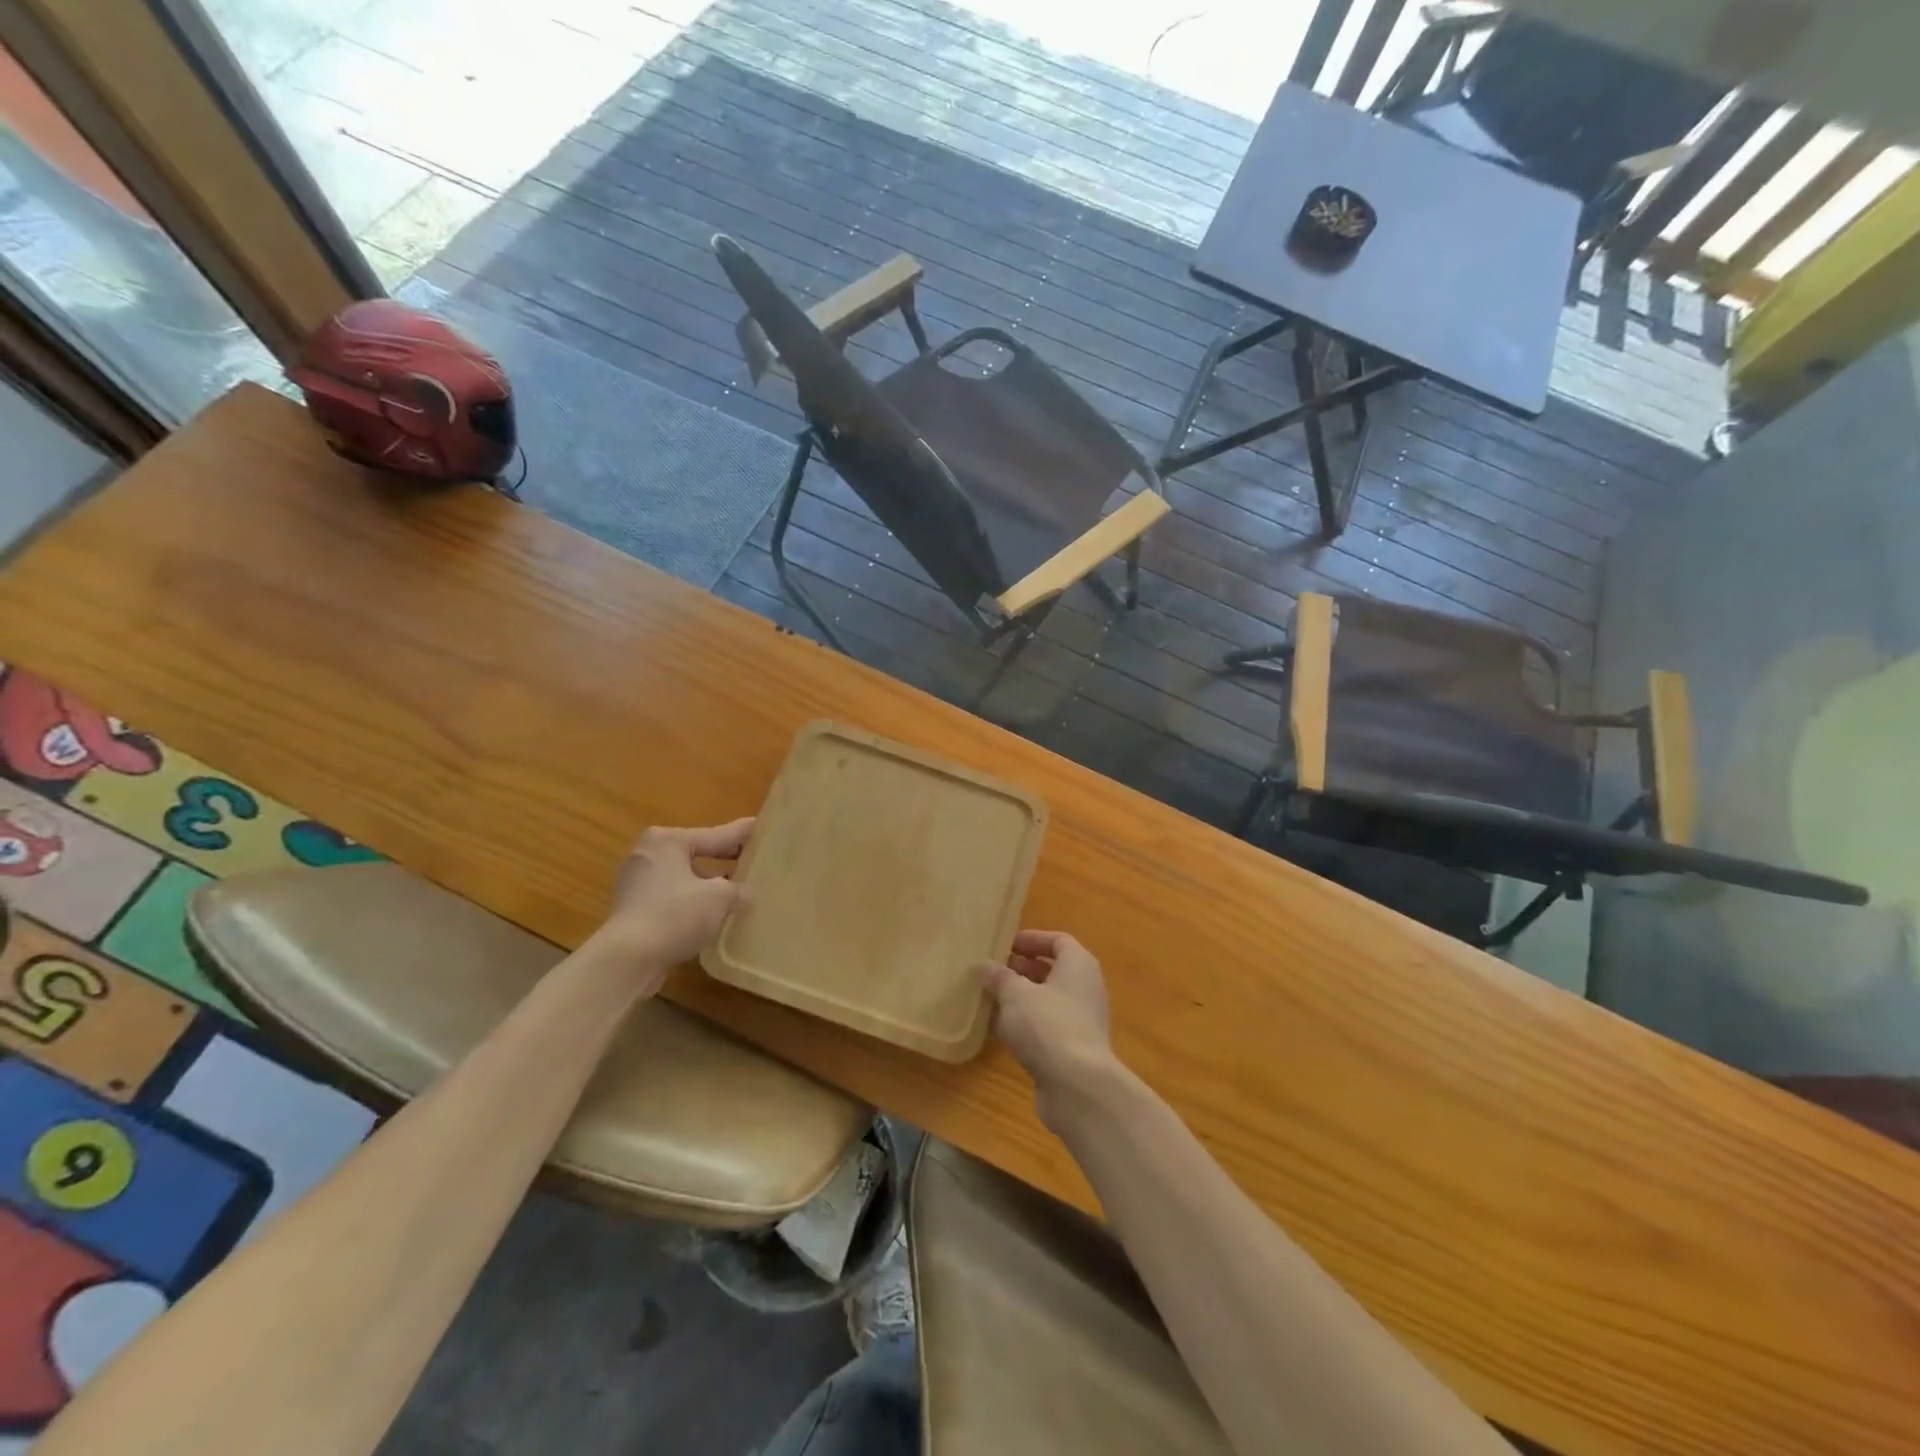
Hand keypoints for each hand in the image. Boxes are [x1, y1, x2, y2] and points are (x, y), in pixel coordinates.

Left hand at [594, 818, 754, 983]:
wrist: (627, 960)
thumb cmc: (675, 915)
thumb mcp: (719, 898)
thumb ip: (737, 889)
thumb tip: (745, 893)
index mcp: (668, 840)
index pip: (715, 835)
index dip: (742, 835)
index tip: (762, 827)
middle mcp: (648, 854)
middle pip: (697, 854)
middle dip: (724, 861)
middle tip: (753, 861)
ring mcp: (636, 883)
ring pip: (684, 877)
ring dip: (708, 884)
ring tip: (737, 891)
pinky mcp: (633, 909)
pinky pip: (672, 898)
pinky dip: (691, 902)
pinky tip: (712, 914)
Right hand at [978, 931, 1117, 1123]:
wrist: (1078, 1087)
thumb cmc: (1048, 1025)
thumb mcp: (1015, 994)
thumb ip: (999, 977)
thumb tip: (984, 965)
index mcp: (1079, 965)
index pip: (1057, 941)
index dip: (1031, 939)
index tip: (1003, 945)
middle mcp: (1085, 988)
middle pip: (1051, 970)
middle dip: (1020, 969)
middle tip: (990, 971)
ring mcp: (1080, 1021)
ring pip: (1046, 1001)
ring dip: (1019, 998)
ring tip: (987, 997)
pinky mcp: (1072, 1050)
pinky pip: (1044, 1027)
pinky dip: (1023, 1024)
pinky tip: (996, 1029)